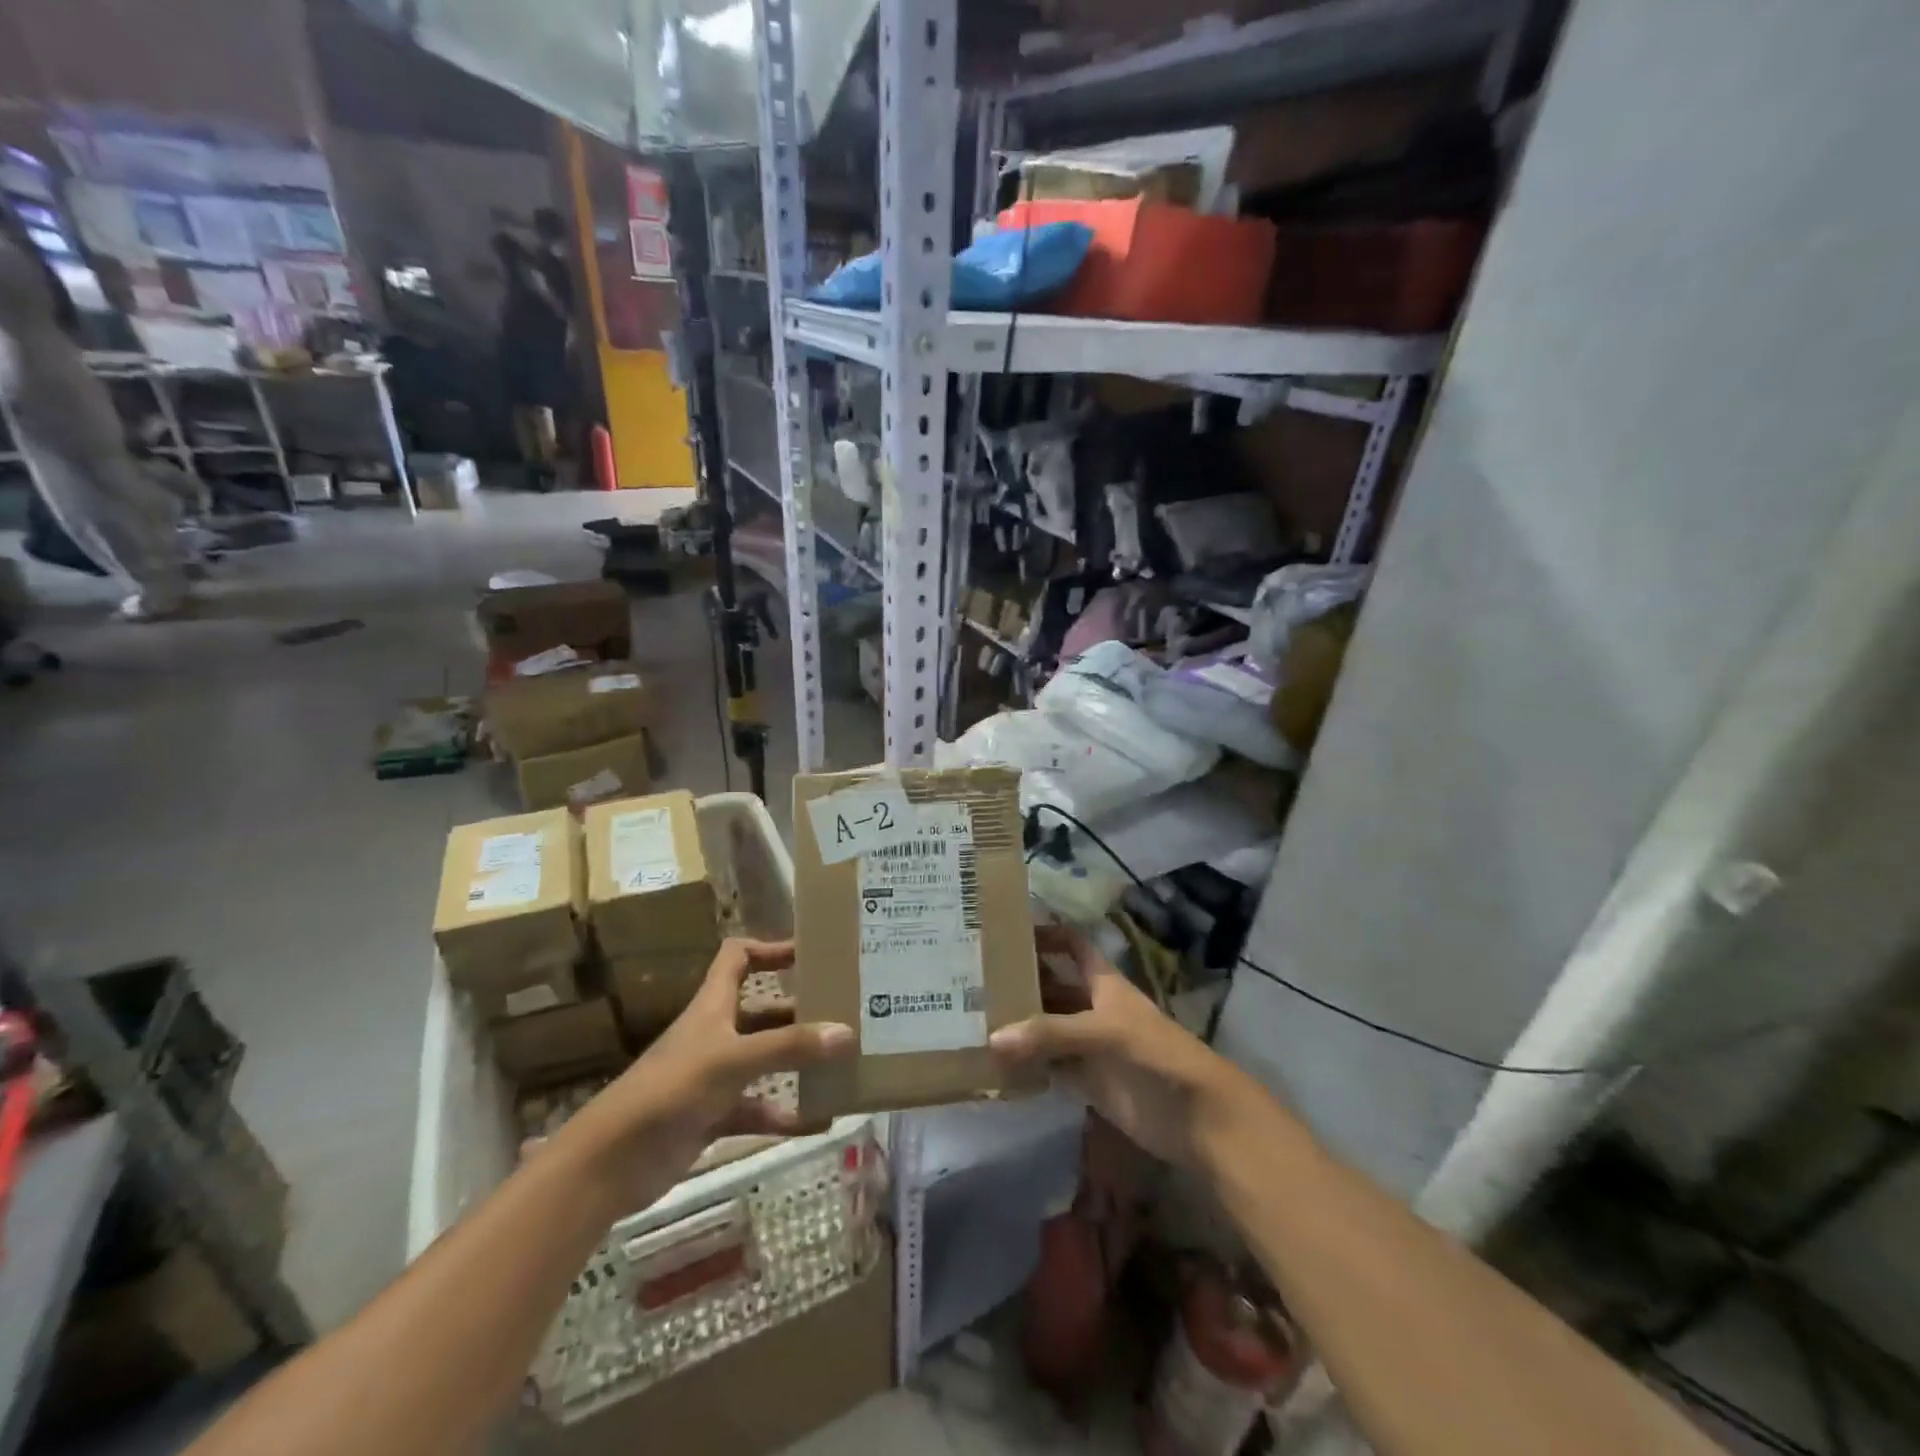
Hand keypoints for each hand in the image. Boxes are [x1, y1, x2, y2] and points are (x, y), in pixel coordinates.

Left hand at [562, 938, 852, 1211]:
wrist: (610, 1163)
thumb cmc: (671, 1090)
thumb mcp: (733, 1060)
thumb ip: (789, 1047)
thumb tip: (847, 1033)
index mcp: (713, 1005)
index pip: (738, 957)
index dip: (770, 948)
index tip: (810, 955)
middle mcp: (716, 1033)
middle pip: (762, 1011)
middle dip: (800, 1011)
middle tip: (845, 1013)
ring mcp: (714, 1077)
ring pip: (765, 1060)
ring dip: (798, 1063)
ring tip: (842, 1064)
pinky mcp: (713, 1116)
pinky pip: (759, 1109)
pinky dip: (787, 1114)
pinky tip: (821, 1121)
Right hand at [990, 925, 1257, 1167]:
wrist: (1197, 1117)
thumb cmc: (1156, 1055)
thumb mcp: (1105, 1032)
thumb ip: (1051, 1034)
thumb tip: (994, 1038)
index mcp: (1102, 982)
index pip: (1071, 945)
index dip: (1045, 934)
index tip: (1006, 931)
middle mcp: (1092, 1007)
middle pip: (1051, 986)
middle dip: (1020, 982)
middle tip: (972, 980)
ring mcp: (1088, 1045)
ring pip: (1046, 1028)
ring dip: (1018, 1025)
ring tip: (971, 1019)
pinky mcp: (1087, 1081)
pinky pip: (1049, 1066)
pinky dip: (1026, 1064)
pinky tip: (994, 1063)